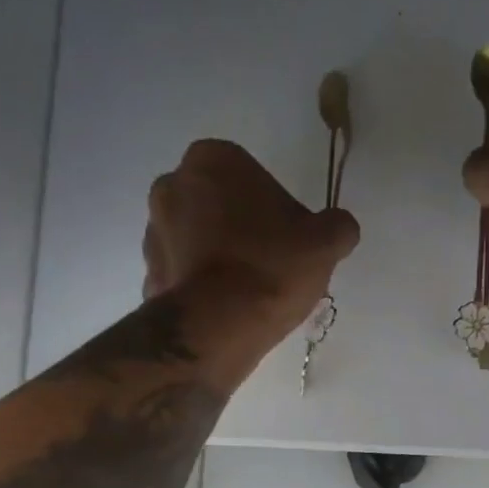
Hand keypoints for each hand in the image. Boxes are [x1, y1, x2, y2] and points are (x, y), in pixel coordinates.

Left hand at [144, 140, 359, 327]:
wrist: (217, 328)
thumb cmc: (270, 268)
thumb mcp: (324, 243)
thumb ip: (337, 227)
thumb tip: (341, 227)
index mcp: (213, 159)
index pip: (249, 174)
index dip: (273, 207)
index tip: (287, 239)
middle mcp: (172, 185)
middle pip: (217, 204)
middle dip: (238, 228)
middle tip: (269, 264)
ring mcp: (153, 232)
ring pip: (195, 239)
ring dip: (216, 257)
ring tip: (247, 294)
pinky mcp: (148, 276)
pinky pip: (182, 276)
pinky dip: (200, 288)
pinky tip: (224, 312)